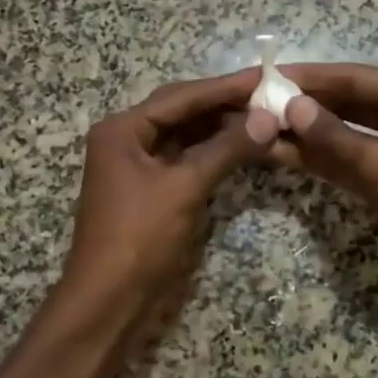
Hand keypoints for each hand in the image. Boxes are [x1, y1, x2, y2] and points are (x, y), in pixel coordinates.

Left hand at [61, 68, 277, 312]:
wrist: (109, 300)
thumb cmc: (140, 238)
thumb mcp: (185, 188)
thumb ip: (226, 149)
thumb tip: (268, 118)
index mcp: (122, 129)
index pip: (181, 97)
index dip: (224, 87)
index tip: (265, 76)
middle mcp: (126, 139)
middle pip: (181, 111)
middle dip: (223, 104)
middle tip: (268, 95)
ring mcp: (137, 166)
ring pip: (184, 136)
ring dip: (220, 129)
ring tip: (263, 118)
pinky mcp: (150, 190)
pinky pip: (184, 160)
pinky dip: (212, 153)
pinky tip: (242, 147)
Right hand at [270, 64, 377, 323]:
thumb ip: (335, 136)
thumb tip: (292, 106)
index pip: (354, 78)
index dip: (311, 77)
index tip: (268, 77)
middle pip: (348, 104)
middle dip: (306, 105)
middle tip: (257, 103)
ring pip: (344, 137)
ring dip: (307, 135)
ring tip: (261, 129)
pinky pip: (348, 166)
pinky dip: (320, 162)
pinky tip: (283, 157)